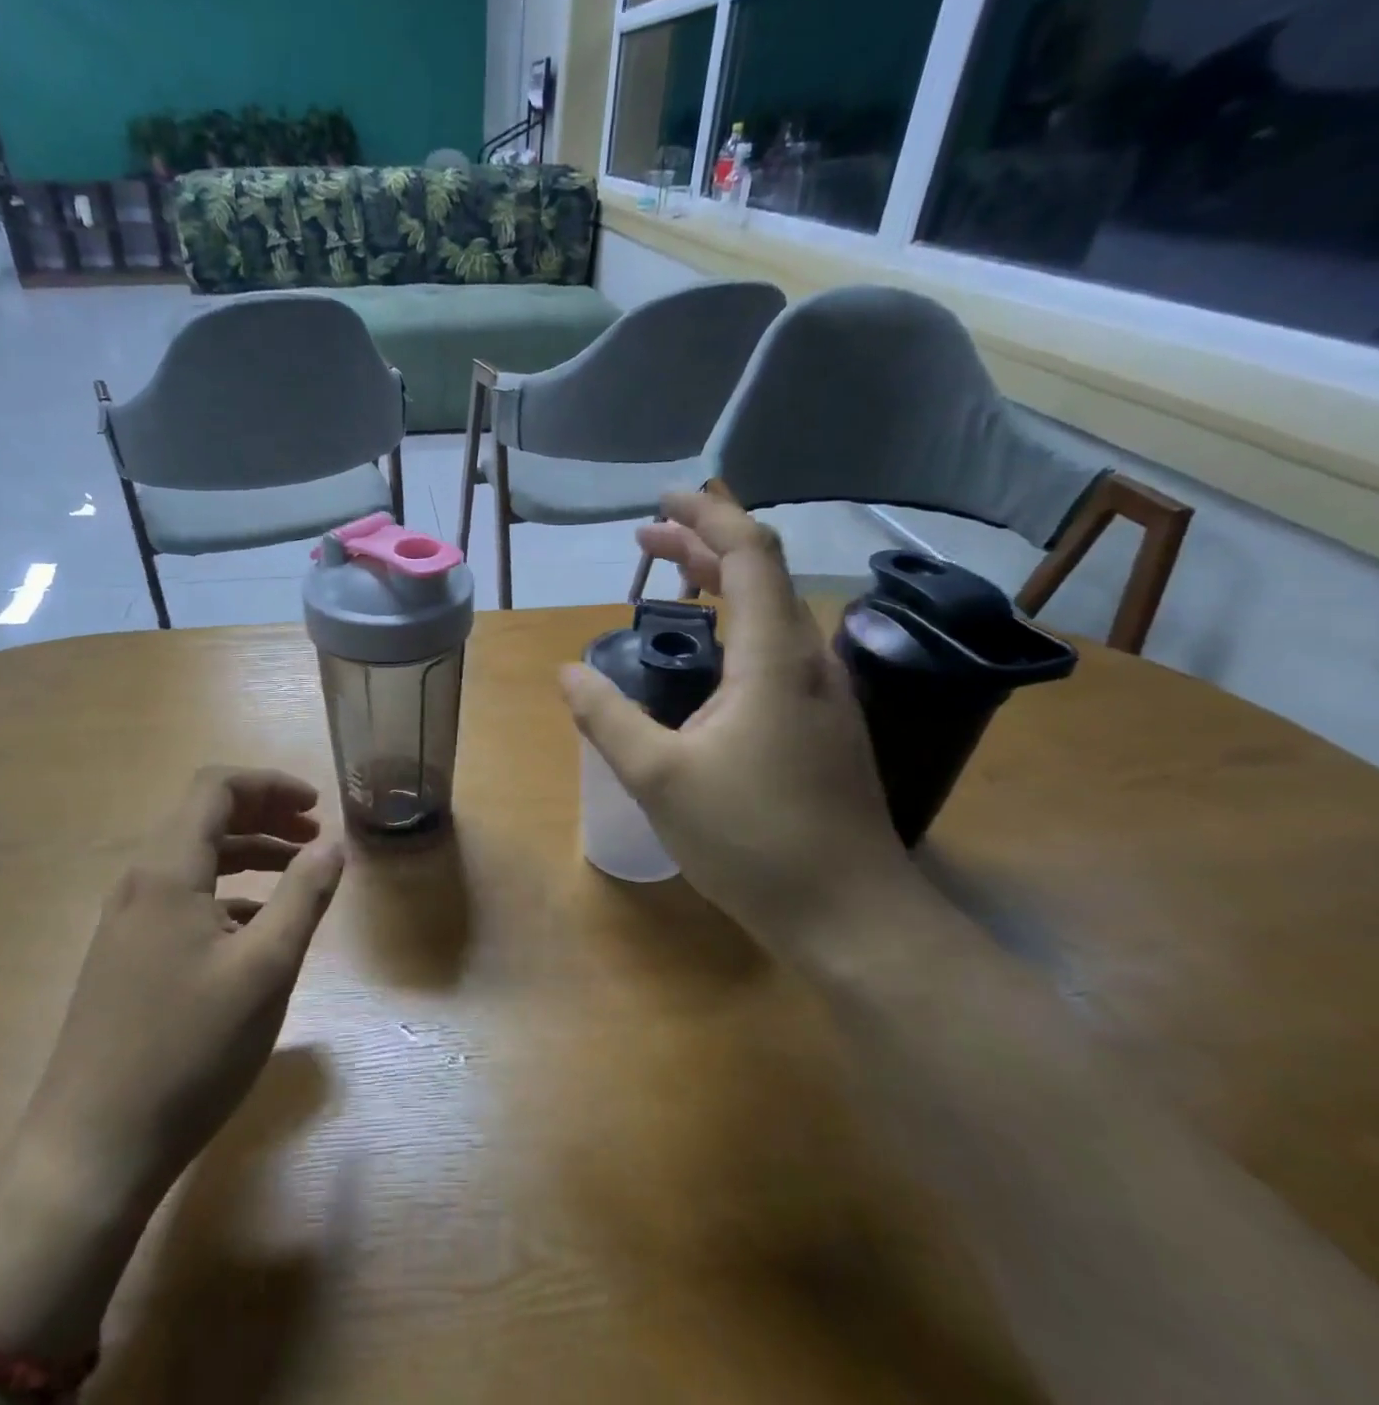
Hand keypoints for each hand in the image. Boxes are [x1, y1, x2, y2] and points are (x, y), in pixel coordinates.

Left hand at [22, 767, 345, 1210]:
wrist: (91, 1150)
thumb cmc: (189, 1050)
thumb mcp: (266, 969)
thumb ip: (304, 896)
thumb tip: (334, 845)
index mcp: (167, 870)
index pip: (216, 787)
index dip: (271, 785)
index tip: (317, 806)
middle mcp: (140, 884)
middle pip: (204, 819)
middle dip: (265, 817)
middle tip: (315, 836)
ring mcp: (126, 923)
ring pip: (194, 862)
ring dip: (248, 855)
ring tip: (298, 874)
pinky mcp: (126, 958)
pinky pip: (182, 900)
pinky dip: (227, 894)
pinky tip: (256, 930)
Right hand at [561, 490, 914, 957]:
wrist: (849, 915)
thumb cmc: (752, 840)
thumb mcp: (659, 778)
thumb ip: (607, 717)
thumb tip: (568, 672)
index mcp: (775, 657)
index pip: (750, 554)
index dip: (708, 516)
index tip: (662, 501)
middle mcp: (809, 660)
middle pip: (763, 574)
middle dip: (704, 544)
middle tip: (647, 539)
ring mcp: (824, 694)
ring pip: (773, 611)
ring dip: (723, 583)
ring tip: (671, 578)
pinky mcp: (823, 724)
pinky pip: (777, 648)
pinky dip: (738, 623)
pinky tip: (709, 655)